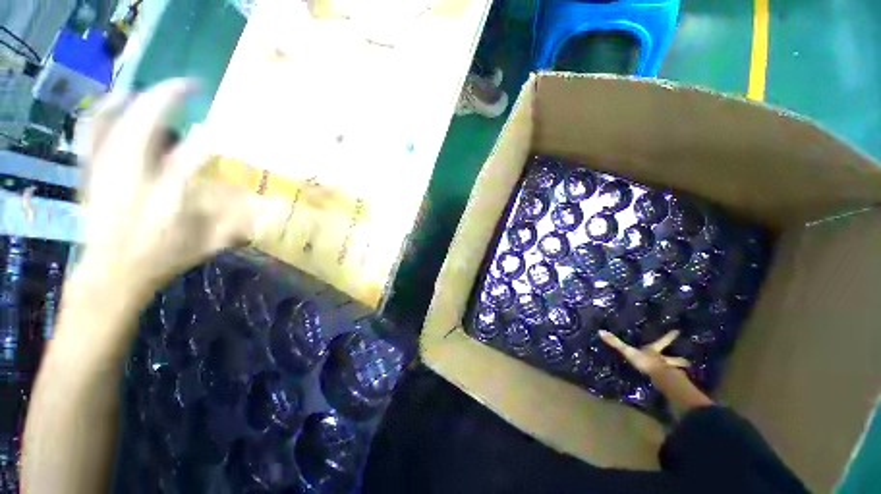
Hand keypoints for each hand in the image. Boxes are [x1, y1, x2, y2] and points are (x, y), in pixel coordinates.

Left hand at [74, 79, 257, 295]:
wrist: (112, 273)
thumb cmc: (164, 257)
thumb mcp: (209, 243)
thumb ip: (237, 220)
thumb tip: (266, 203)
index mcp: (167, 198)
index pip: (193, 158)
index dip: (214, 136)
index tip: (231, 122)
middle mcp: (132, 177)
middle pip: (144, 124)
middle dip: (169, 98)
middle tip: (191, 85)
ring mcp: (106, 171)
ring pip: (113, 120)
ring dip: (135, 98)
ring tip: (154, 89)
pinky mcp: (90, 172)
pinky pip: (91, 132)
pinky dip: (102, 112)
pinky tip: (114, 102)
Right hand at [598, 329, 690, 376]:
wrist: (659, 377)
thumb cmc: (644, 362)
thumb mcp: (628, 351)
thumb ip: (615, 342)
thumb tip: (601, 331)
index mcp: (654, 351)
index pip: (662, 342)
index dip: (669, 336)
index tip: (678, 331)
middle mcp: (663, 360)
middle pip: (673, 359)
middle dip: (680, 360)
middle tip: (688, 362)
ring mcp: (668, 371)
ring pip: (675, 371)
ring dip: (679, 372)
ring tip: (684, 375)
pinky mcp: (669, 382)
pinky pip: (674, 382)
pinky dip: (676, 384)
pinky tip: (677, 388)